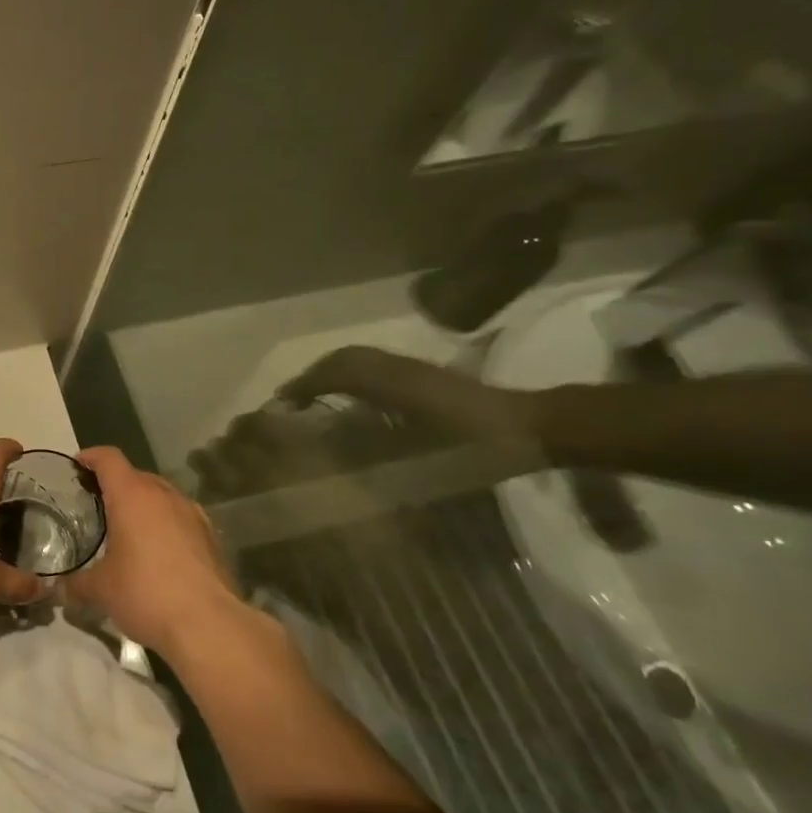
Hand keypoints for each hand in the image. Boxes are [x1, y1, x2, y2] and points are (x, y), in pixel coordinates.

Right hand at [64, 447, 244, 660]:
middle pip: (136, 475)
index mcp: (132, 495)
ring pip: (162, 495)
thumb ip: (76, 584)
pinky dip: (166, 525)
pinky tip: (160, 553)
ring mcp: (192, 513)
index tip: (78, 466)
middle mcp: (164, 494)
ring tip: (130, 530)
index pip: (108, 458)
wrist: (209, 624)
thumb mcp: (101, 590)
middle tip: (98, 506)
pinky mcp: (211, 535)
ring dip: (144, 505)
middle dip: (116, 485)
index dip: (91, 457)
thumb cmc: (145, 593)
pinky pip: (181, 518)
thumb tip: (59, 588)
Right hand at [278, 346, 539, 449]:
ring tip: (313, 396)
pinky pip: (373, 367)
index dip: (306, 384)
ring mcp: (411, 369)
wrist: (529, 428)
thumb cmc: (474, 446)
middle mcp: (397, 368)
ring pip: (359, 360)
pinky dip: (350, 376)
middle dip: (313, 375)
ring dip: (331, 373)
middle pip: (345, 359)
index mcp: (392, 381)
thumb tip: (329, 439)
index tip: (282, 403)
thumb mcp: (424, 453)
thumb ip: (375, 443)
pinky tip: (350, 400)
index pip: (338, 371)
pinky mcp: (422, 376)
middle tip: (291, 400)